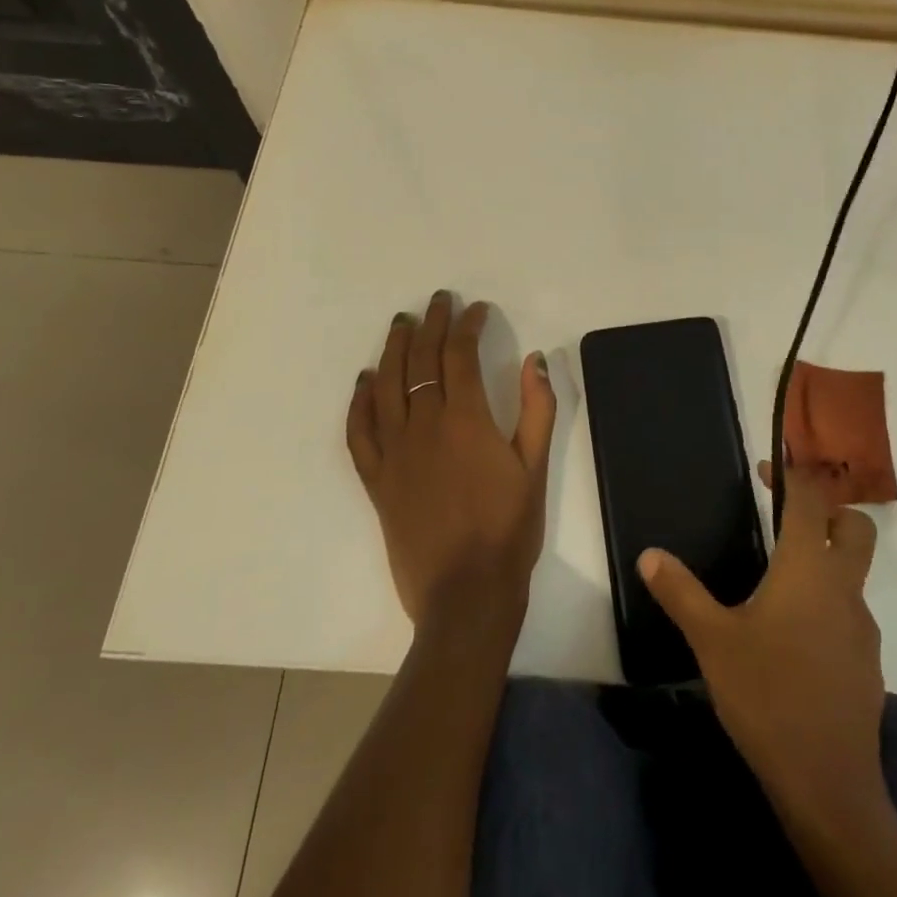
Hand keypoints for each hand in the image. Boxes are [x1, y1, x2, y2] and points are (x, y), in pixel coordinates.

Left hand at [346, 293, 555, 630]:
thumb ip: (537, 408)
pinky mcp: (376, 480)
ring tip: (400, 323)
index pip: (460, 354)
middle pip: (421, 360)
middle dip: (431, 324)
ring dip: (393, 349)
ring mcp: (394, 453)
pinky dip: (359, 401)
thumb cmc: (508, 530)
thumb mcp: (535, 467)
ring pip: (386, 386)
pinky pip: (359, 432)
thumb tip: (534, 358)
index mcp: (465, 420)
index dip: (467, 325)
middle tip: (437, 301)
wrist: (465, 595)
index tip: (476, 309)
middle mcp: (423, 426)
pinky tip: (365, 380)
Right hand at [639, 462, 884, 807]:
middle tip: (789, 519)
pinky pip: (850, 614)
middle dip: (830, 510)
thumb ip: (681, 593)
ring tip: (780, 584)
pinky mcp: (868, 663)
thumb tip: (649, 554)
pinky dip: (829, 605)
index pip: (811, 499)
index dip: (792, 474)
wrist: (828, 785)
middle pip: (855, 527)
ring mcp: (862, 627)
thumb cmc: (767, 696)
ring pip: (854, 574)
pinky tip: (795, 638)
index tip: (767, 468)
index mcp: (808, 568)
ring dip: (827, 561)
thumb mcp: (713, 641)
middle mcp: (843, 587)